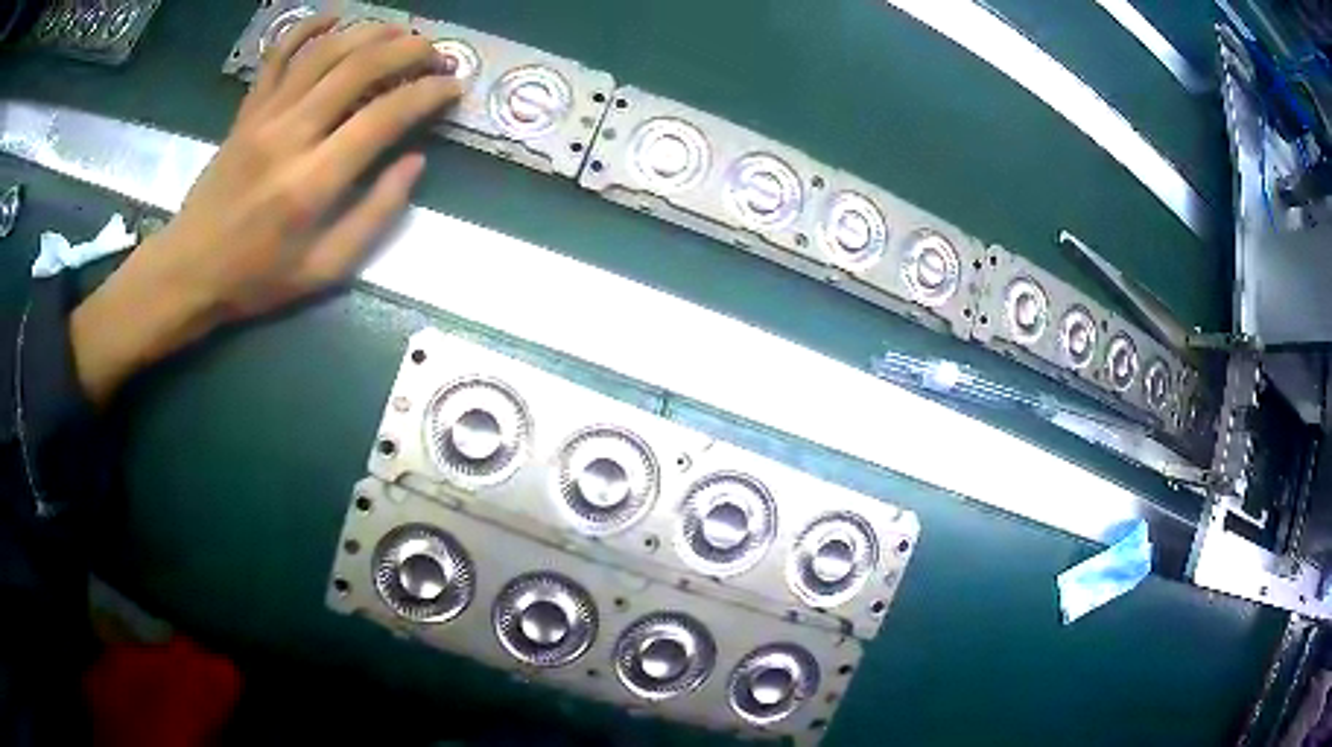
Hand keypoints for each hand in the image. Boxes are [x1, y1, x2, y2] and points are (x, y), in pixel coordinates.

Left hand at [70, 16, 459, 403]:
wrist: (188, 271)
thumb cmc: (256, 279)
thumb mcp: (324, 270)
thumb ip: (375, 216)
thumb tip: (415, 162)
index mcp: (312, 184)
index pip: (384, 117)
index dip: (428, 95)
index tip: (453, 88)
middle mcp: (290, 136)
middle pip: (359, 68)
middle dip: (409, 51)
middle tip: (436, 54)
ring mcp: (263, 117)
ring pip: (325, 52)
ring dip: (371, 32)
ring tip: (401, 32)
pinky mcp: (246, 111)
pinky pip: (277, 56)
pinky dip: (307, 28)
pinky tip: (335, 16)